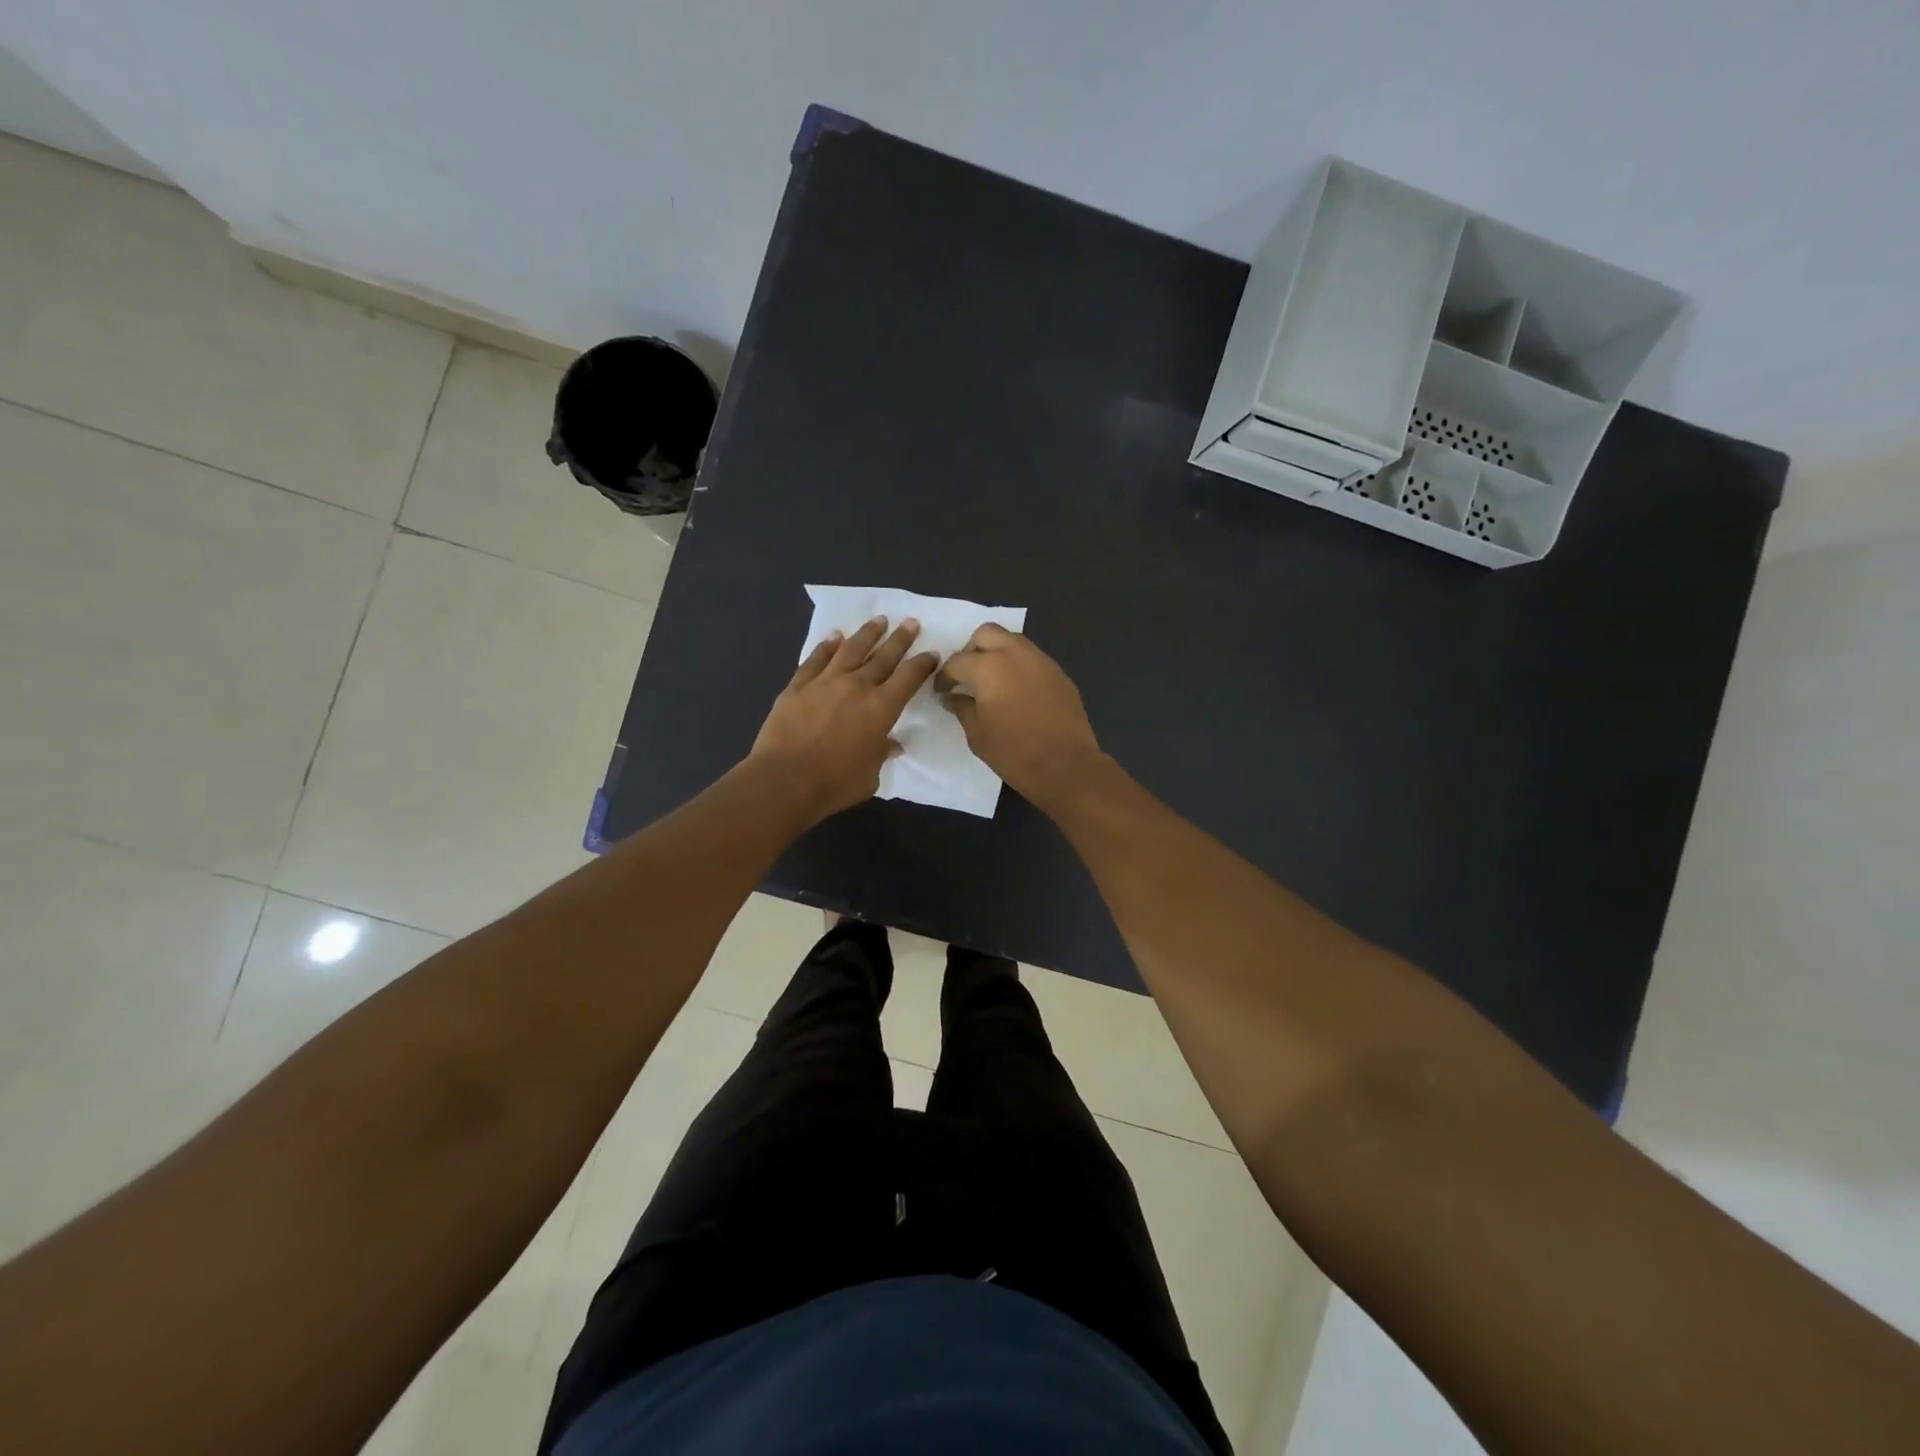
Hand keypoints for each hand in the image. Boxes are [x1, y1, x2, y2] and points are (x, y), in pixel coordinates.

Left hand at [750, 617, 938, 821]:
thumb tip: (890, 744)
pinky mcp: (798, 686)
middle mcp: (856, 686)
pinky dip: (827, 646)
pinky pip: (816, 659)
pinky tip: (834, 637)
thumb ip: (881, 754)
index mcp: (881, 708)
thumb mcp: (870, 776)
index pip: (909, 677)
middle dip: (900, 639)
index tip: (931, 653)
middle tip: (910, 622)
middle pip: (883, 656)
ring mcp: (825, 682)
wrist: (784, 780)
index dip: (922, 664)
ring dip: (867, 634)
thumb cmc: (835, 783)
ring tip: (878, 620)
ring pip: (850, 649)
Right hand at [937, 625, 1103, 804]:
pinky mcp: (1059, 673)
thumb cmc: (1014, 753)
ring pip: (1012, 640)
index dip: (944, 677)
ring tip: (992, 681)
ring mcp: (1041, 661)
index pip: (957, 661)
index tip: (942, 691)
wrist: (1066, 766)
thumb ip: (962, 708)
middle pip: (986, 633)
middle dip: (971, 650)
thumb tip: (953, 697)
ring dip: (997, 652)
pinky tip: (1017, 691)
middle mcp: (1015, 654)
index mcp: (989, 667)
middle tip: (967, 675)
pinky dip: (1018, 666)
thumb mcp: (977, 734)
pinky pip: (1032, 658)